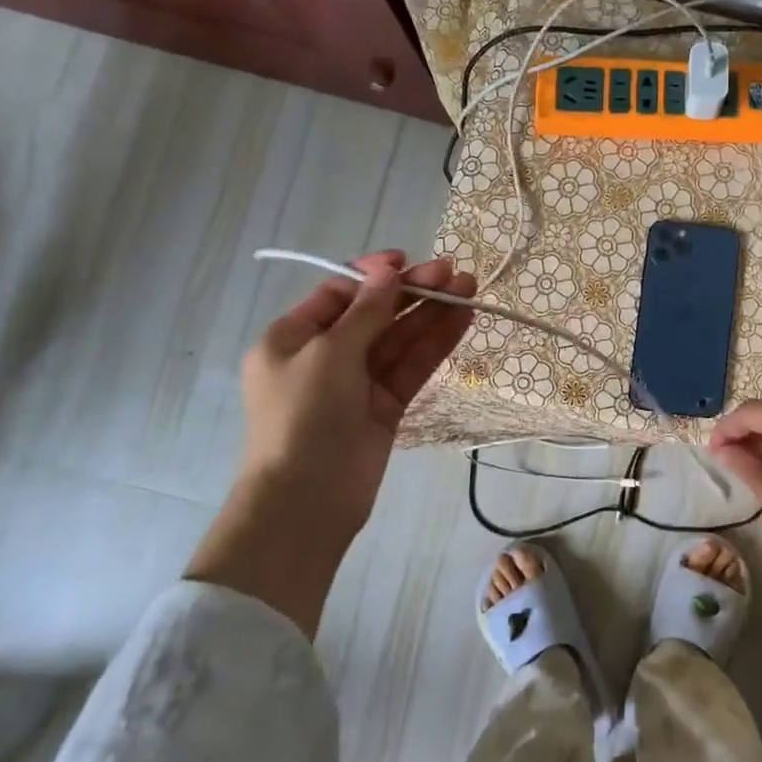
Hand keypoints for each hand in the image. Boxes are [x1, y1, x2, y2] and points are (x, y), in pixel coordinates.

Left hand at [239, 249, 475, 529]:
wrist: (307, 499)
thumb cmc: (304, 415)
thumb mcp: (329, 353)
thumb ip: (366, 311)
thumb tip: (387, 271)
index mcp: (292, 338)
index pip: (338, 294)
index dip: (374, 275)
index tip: (408, 262)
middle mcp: (325, 356)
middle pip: (375, 314)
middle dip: (413, 292)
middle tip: (454, 274)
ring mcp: (357, 382)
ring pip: (399, 339)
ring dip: (432, 314)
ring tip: (469, 288)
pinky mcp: (385, 406)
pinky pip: (411, 367)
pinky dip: (435, 344)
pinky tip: (462, 320)